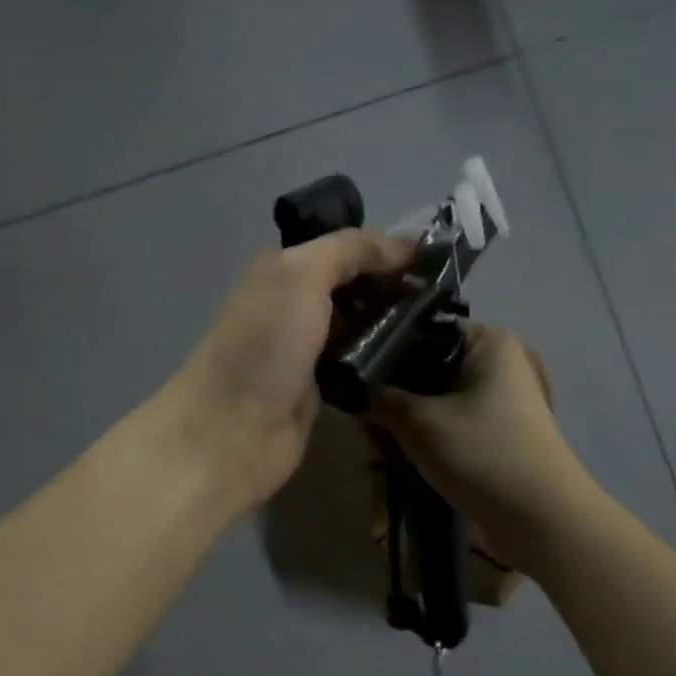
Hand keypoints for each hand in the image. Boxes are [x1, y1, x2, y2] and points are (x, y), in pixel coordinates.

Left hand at [166, 231, 413, 516]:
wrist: (233, 431)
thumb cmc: (264, 345)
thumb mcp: (301, 276)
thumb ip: (349, 250)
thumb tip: (402, 245)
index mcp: (282, 270)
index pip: (344, 248)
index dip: (387, 251)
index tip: (436, 261)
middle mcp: (293, 303)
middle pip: (353, 286)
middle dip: (393, 287)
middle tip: (443, 297)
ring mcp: (306, 347)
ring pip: (358, 324)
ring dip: (391, 322)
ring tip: (438, 324)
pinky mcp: (318, 386)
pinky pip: (357, 361)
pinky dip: (380, 357)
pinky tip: (413, 356)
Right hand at [368, 322, 591, 561]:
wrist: (540, 519)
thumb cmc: (482, 454)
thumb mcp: (418, 421)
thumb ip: (377, 397)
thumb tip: (351, 388)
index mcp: (486, 341)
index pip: (420, 329)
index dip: (382, 353)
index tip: (353, 382)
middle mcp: (494, 363)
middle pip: (422, 372)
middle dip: (389, 405)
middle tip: (366, 435)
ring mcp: (496, 401)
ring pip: (430, 405)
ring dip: (400, 432)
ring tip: (376, 460)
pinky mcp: (492, 434)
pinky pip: (445, 429)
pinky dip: (421, 446)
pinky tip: (395, 469)